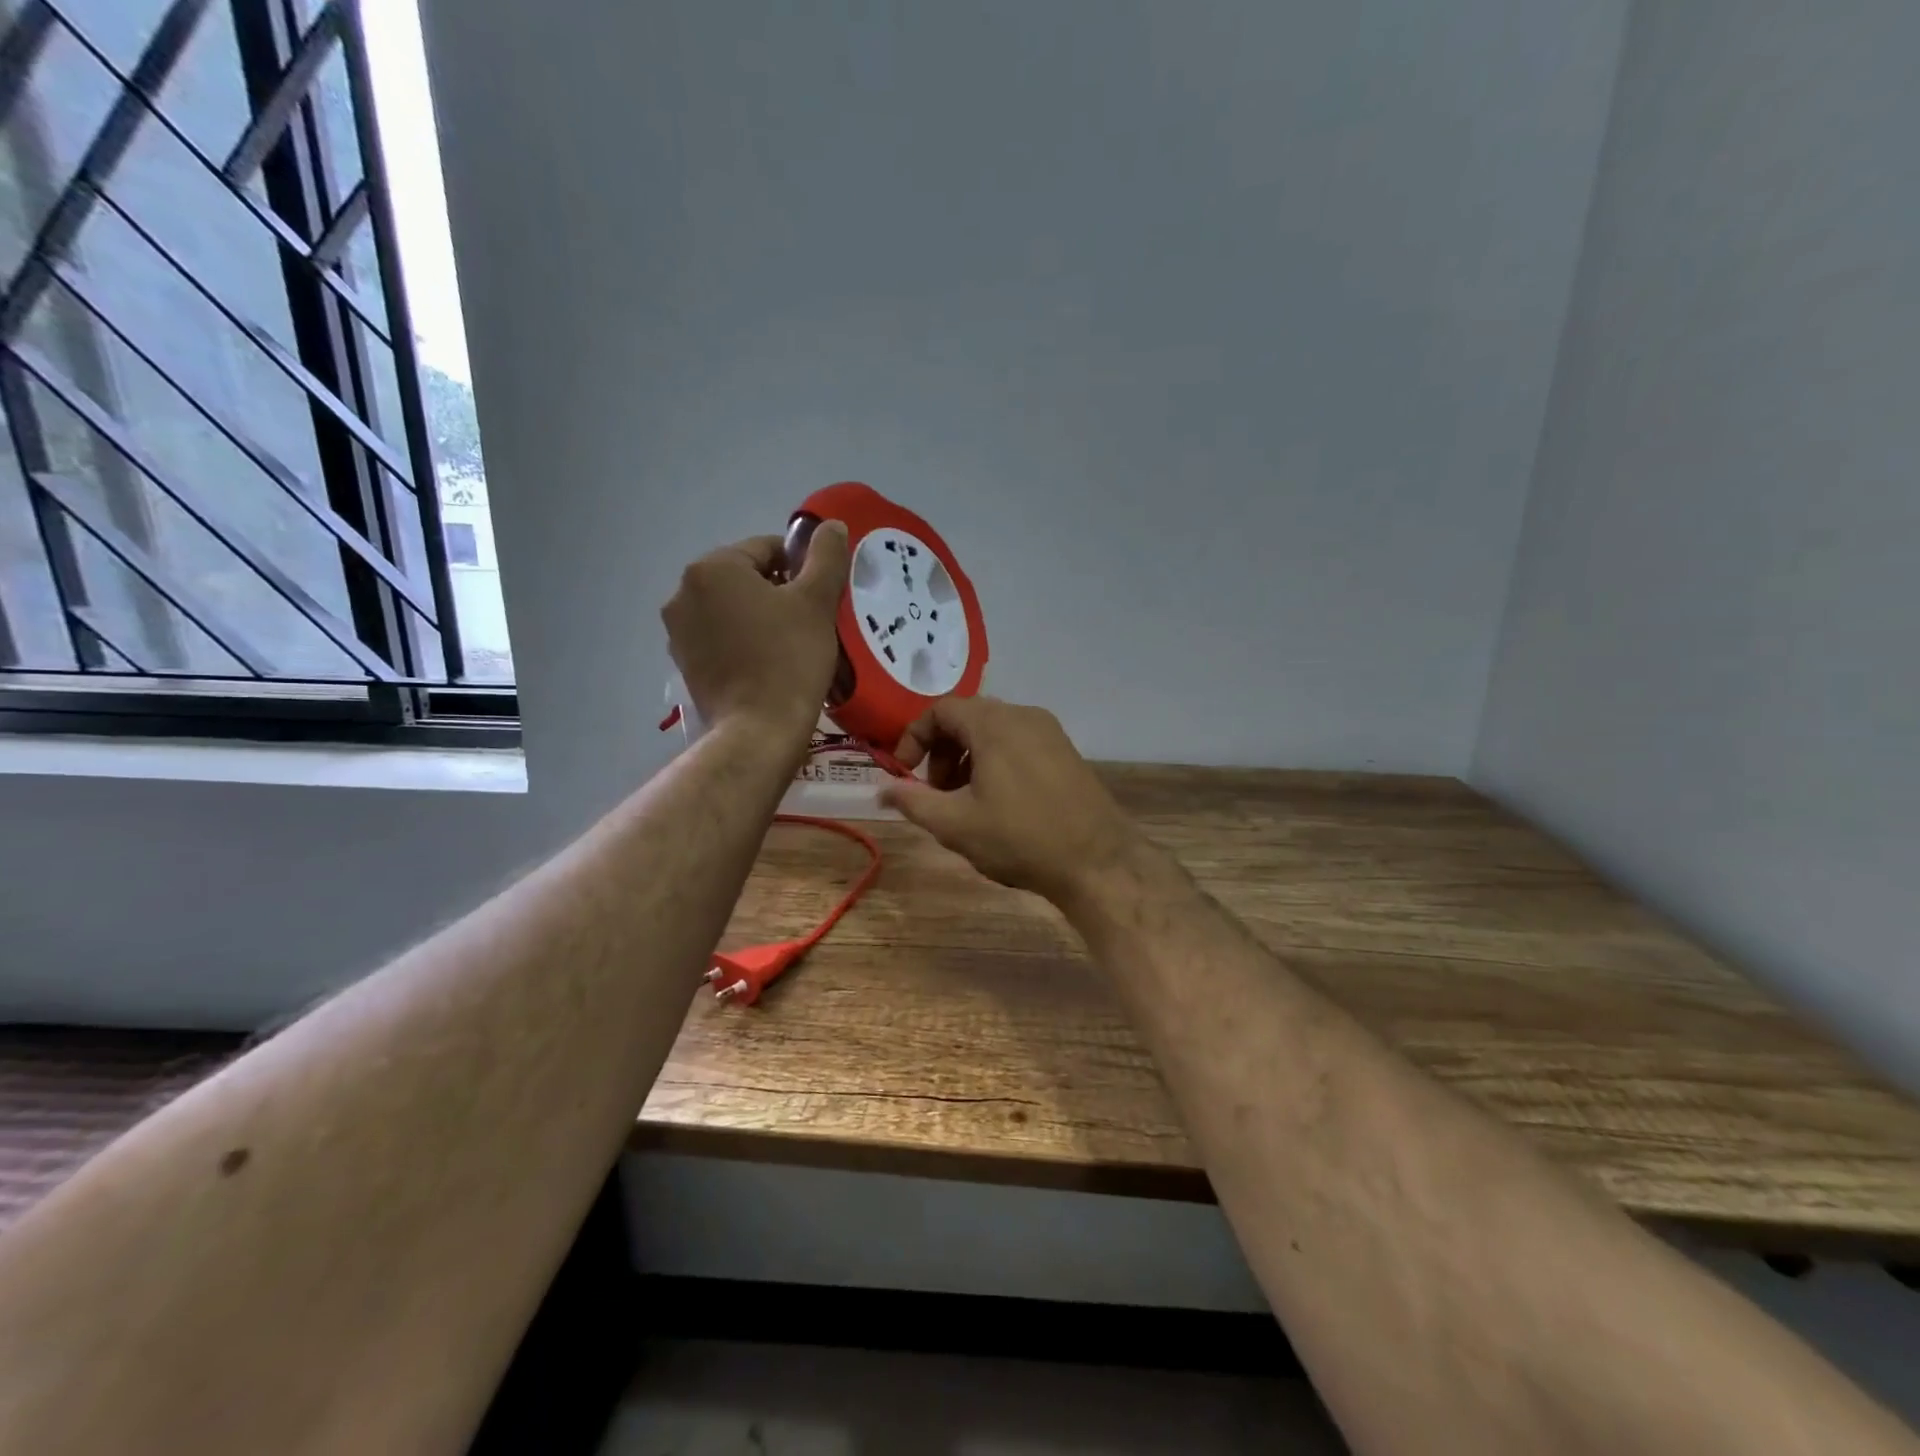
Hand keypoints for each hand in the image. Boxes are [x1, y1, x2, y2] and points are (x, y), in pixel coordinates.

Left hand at [662, 524, 848, 742]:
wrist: (758, 730)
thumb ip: (826, 557)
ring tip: (791, 645)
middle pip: (745, 578)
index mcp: (712, 568)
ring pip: (732, 610)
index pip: (766, 549)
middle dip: (778, 593)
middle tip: (810, 622)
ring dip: (760, 618)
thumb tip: (831, 525)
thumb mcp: (816, 602)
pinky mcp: (684, 664)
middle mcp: (683, 592)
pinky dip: (743, 643)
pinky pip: (720, 639)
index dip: (801, 568)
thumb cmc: (789, 659)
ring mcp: (678, 632)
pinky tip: (768, 665)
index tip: (821, 596)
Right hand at [879, 696, 1142, 904]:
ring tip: (964, 802)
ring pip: (994, 731)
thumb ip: (913, 801)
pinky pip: (1019, 743)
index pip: (941, 710)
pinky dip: (996, 762)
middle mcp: (1024, 716)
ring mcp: (1051, 733)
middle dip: (941, 752)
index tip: (904, 773)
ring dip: (968, 758)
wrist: (1098, 862)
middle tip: (936, 792)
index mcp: (995, 724)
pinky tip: (998, 803)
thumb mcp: (956, 824)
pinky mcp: (1067, 752)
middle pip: (968, 717)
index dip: (914, 738)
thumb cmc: (1020, 839)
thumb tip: (881, 790)